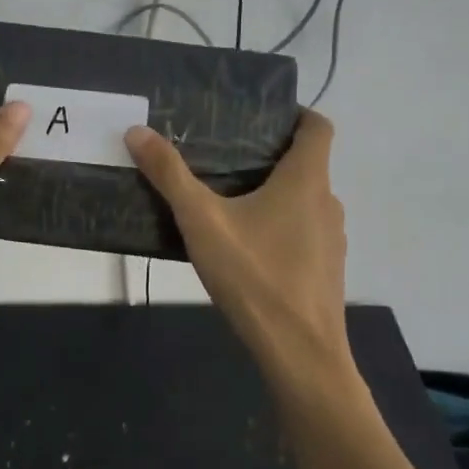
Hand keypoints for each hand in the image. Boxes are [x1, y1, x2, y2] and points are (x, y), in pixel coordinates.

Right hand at [126, 111, 350, 384]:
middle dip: (269, 156)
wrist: (299, 353)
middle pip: (307, 163)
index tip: (260, 117)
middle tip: (223, 156)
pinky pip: (303, 231)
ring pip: (304, 200)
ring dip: (274, 193)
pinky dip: (280, 226)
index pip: (318, 126)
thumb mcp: (202, 221)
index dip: (295, 114)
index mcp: (306, 180)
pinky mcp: (325, 269)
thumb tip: (137, 131)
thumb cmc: (254, 275)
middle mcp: (327, 202)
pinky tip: (245, 247)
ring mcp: (331, 239)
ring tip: (228, 200)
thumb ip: (170, 175)